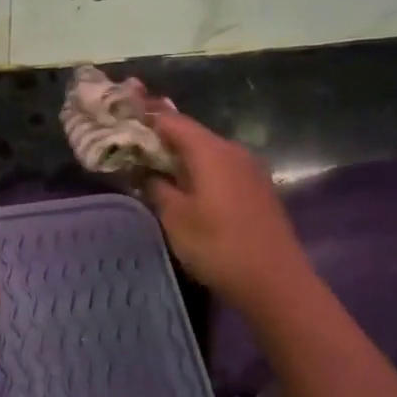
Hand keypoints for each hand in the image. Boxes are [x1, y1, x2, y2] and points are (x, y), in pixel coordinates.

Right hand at [143, 107, 310, 308]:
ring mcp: (249, 169)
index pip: (171, 120)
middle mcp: (232, 150)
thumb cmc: (217, 246)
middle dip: (161, 138)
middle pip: (191, 134)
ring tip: (154, 166)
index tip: (122, 116)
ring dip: (181, 156)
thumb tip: (146, 170)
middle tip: (133, 144)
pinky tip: (186, 186)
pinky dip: (200, 171)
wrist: (274, 280)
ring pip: (207, 152)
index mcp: (210, 150)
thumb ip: (156, 187)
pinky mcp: (257, 189)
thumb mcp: (175, 218)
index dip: (145, 116)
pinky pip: (221, 168)